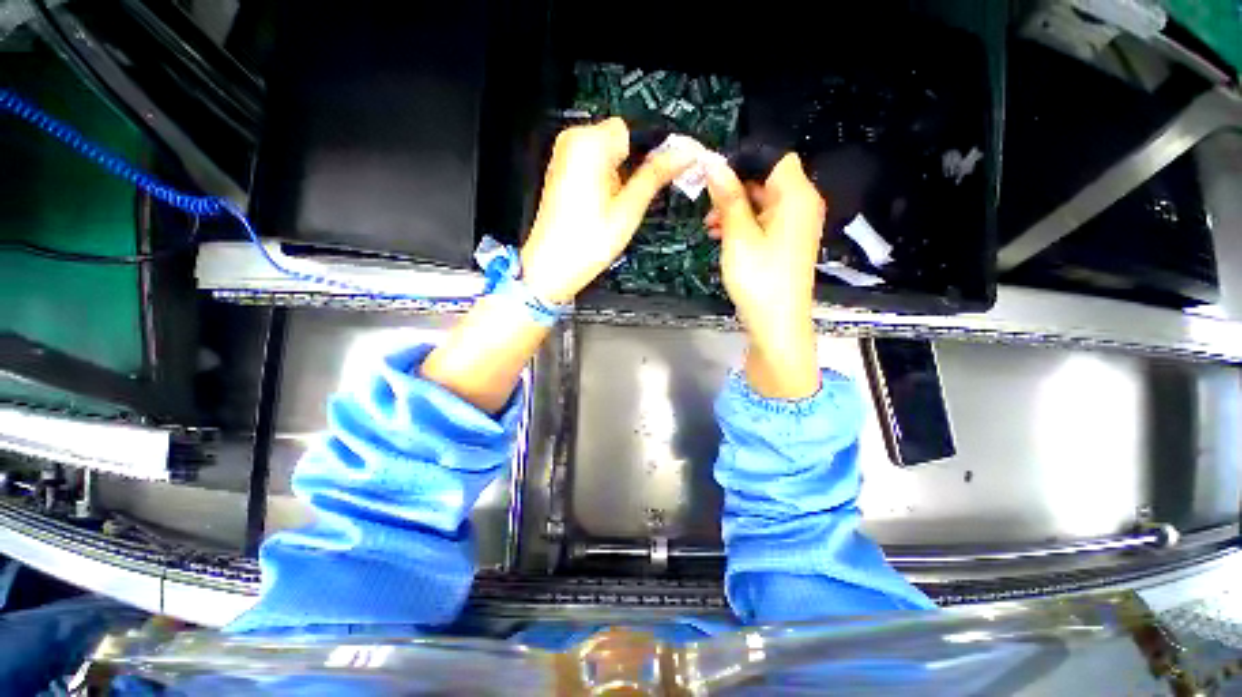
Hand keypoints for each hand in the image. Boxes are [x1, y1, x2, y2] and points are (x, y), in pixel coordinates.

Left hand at [520, 118, 694, 303]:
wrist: (553, 266)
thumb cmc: (587, 242)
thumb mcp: (629, 208)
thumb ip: (656, 175)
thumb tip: (684, 154)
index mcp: (589, 143)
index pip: (634, 129)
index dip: (651, 152)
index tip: (662, 173)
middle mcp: (572, 141)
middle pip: (620, 141)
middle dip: (632, 167)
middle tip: (631, 200)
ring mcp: (564, 157)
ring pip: (608, 156)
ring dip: (619, 177)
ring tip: (613, 209)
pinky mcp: (561, 172)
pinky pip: (593, 166)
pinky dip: (604, 182)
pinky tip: (602, 207)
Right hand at [704, 154, 825, 398]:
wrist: (777, 324)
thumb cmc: (759, 278)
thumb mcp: (738, 235)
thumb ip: (727, 197)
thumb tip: (713, 162)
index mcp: (796, 196)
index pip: (774, 157)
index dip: (743, 161)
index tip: (713, 176)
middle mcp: (802, 205)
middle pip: (768, 179)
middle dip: (735, 187)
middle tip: (707, 204)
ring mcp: (796, 226)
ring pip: (764, 202)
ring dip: (736, 208)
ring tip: (710, 225)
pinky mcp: (788, 243)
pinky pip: (766, 221)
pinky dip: (745, 224)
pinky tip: (722, 235)